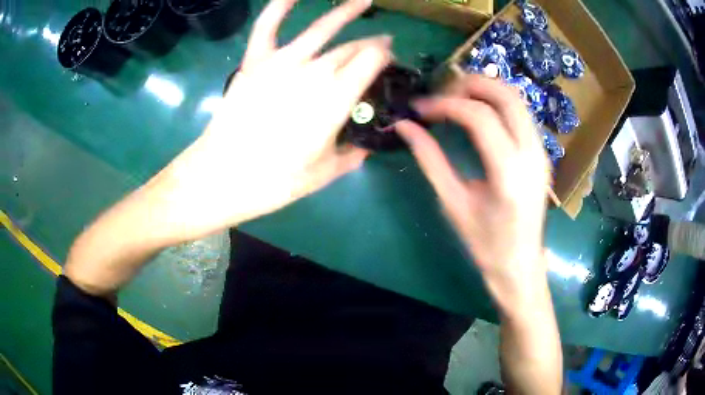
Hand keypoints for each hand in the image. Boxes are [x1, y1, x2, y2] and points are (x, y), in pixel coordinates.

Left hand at [156, 0, 391, 240]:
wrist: (221, 176)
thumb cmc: (274, 181)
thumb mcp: (324, 174)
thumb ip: (353, 155)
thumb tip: (367, 145)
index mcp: (336, 98)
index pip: (372, 61)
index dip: (385, 56)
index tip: (389, 60)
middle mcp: (314, 71)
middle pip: (352, 48)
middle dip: (371, 44)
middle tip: (379, 46)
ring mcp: (282, 62)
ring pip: (322, 28)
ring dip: (346, 11)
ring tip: (363, 1)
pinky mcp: (254, 61)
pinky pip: (268, 25)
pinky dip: (280, 6)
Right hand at [396, 75, 549, 300]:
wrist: (520, 264)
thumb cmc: (485, 243)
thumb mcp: (453, 203)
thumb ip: (429, 159)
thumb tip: (403, 126)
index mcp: (509, 173)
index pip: (479, 117)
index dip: (446, 104)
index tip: (420, 108)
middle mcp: (532, 154)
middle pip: (506, 95)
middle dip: (470, 83)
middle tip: (441, 93)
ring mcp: (541, 151)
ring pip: (517, 99)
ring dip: (486, 90)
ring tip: (456, 98)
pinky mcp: (542, 153)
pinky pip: (521, 113)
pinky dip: (498, 102)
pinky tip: (478, 113)